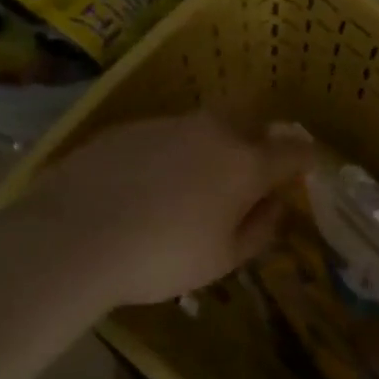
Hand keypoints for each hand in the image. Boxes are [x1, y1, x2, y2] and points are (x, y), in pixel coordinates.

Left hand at [18, 112, 315, 309]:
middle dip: (259, 137)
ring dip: (212, 145)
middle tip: (250, 170)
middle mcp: (214, 131)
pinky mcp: (130, 127)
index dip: (304, 159)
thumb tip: (276, 206)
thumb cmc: (162, 257)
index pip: (293, 150)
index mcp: (245, 163)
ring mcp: (169, 123)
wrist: (74, 236)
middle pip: (251, 118)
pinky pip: (166, 134)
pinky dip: (171, 152)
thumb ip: (260, 229)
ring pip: (206, 125)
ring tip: (192, 183)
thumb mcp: (223, 259)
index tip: (304, 169)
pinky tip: (148, 184)